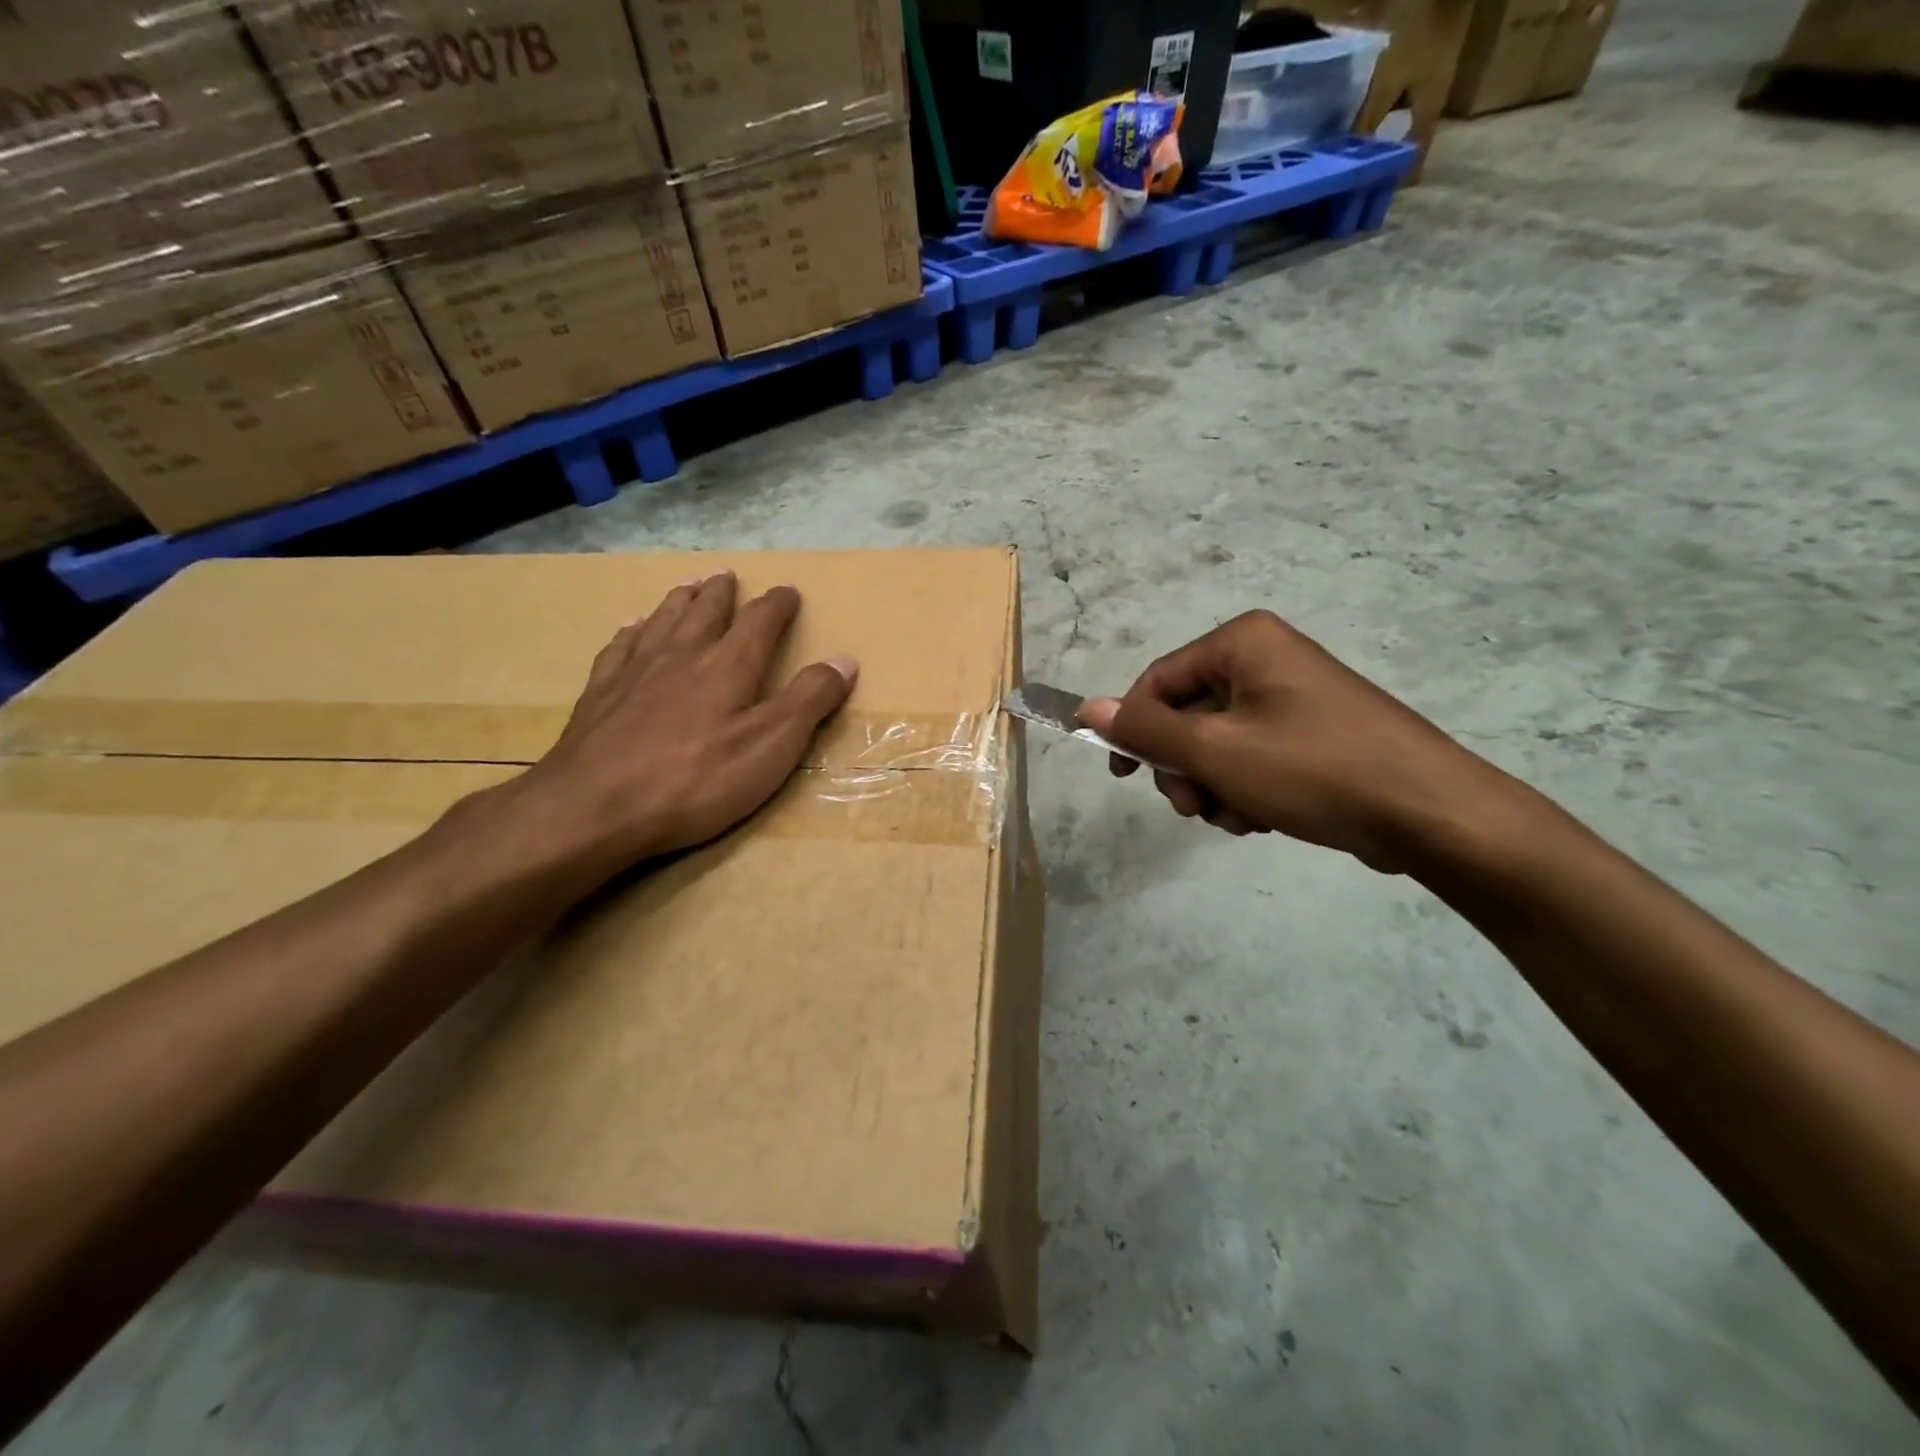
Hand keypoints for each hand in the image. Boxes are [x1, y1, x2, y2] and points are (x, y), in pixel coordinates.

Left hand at [494, 571, 855, 871]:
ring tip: (687, 586)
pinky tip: (630, 628)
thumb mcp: (771, 747)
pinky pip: (619, 648)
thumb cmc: (695, 781)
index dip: (777, 605)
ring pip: (661, 622)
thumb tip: (845, 659)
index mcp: (727, 667)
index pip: (759, 623)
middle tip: (727, 575)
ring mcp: (635, 673)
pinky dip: (631, 632)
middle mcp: (681, 657)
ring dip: (679, 601)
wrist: (593, 807)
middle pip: (704, 613)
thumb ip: (809, 700)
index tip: (788, 591)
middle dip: (721, 594)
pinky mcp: (599, 696)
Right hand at [1080, 610, 1508, 872]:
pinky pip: (1252, 756)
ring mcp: (1292, 697)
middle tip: (1195, 806)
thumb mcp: (1216, 751)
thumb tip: (1087, 708)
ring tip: (1240, 816)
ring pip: (1217, 743)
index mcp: (1243, 643)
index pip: (1159, 679)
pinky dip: (1245, 789)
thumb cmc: (1314, 770)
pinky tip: (1263, 818)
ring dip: (1213, 786)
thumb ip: (1147, 730)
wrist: (1430, 814)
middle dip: (1184, 767)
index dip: (1133, 727)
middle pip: (1187, 713)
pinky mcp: (1312, 733)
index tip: (1122, 775)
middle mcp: (1266, 659)